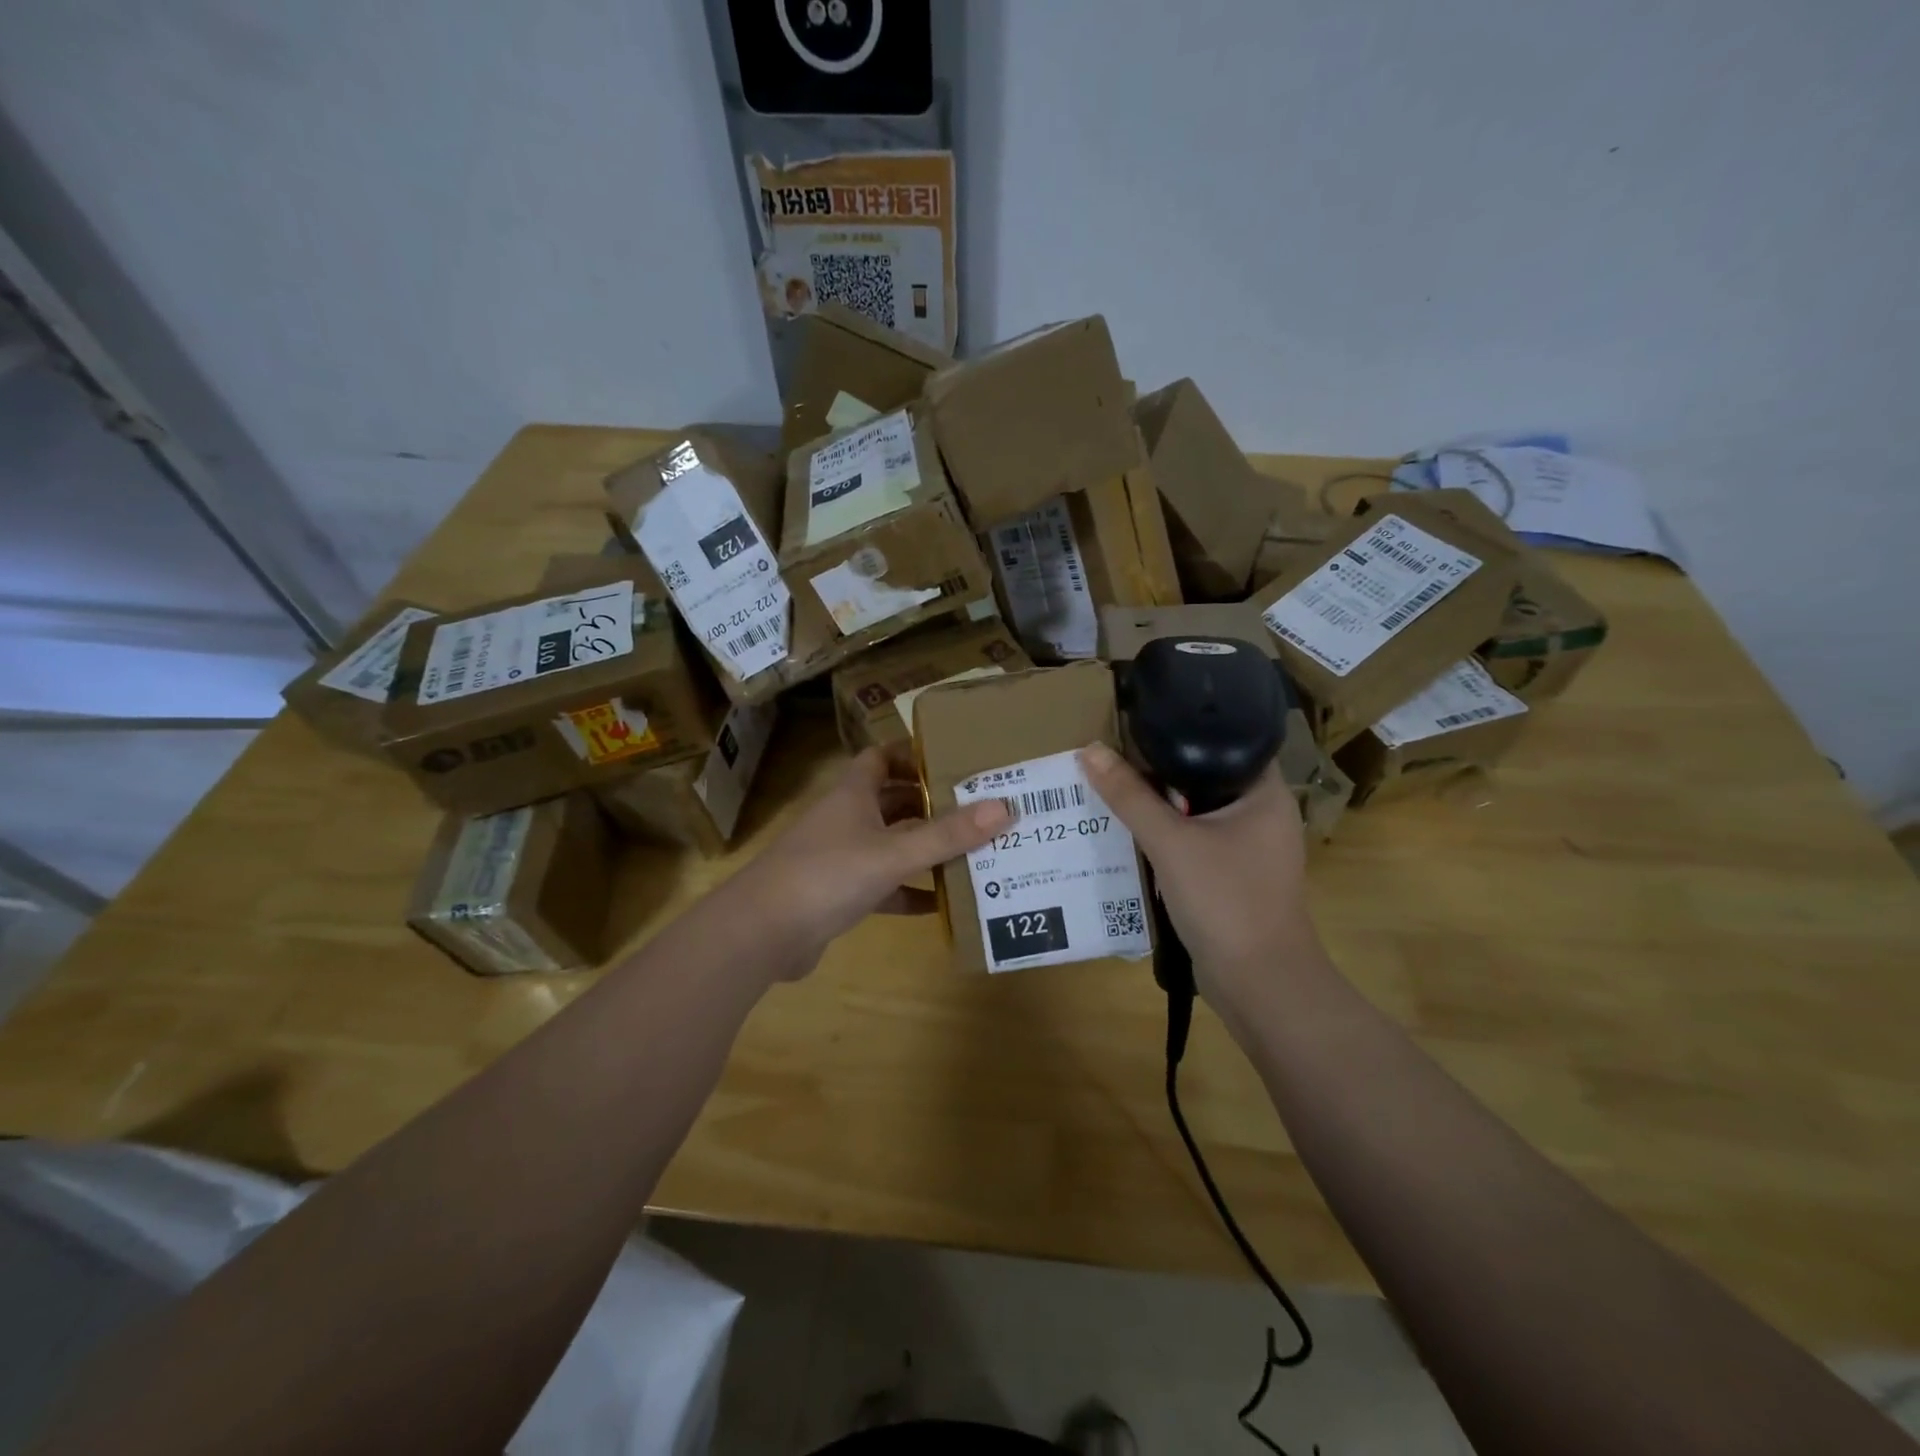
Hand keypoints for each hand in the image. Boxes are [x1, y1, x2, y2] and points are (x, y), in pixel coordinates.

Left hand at [743, 748, 1011, 967]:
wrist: (762, 933)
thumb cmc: (827, 875)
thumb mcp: (893, 853)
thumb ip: (947, 834)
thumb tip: (1004, 807)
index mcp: (853, 794)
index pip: (881, 758)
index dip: (913, 754)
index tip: (955, 759)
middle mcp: (847, 819)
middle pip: (893, 801)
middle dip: (931, 803)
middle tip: (979, 808)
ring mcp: (841, 858)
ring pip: (891, 844)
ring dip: (925, 848)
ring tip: (973, 850)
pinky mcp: (840, 895)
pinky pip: (885, 886)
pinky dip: (911, 891)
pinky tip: (943, 903)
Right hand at [1080, 743, 1326, 1013]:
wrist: (1258, 983)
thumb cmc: (1226, 899)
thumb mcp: (1170, 842)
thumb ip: (1130, 796)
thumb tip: (1090, 749)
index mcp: (1265, 793)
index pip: (1226, 741)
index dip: (1182, 730)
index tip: (1138, 723)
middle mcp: (1262, 815)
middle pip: (1204, 777)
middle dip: (1159, 771)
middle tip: (1114, 756)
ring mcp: (1249, 849)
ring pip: (1196, 813)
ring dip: (1160, 807)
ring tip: (1114, 787)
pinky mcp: (1233, 877)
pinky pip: (1194, 843)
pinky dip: (1167, 837)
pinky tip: (1131, 834)